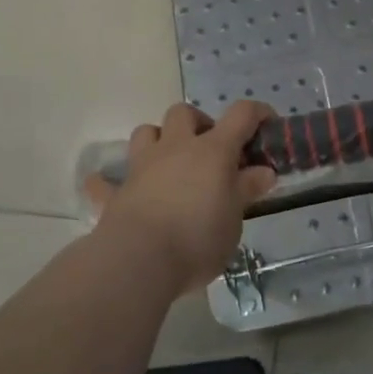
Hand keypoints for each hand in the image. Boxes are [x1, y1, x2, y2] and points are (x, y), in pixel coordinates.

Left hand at [86, 101, 276, 293]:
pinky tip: (112, 189)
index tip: (267, 123)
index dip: (256, 113)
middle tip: (211, 150)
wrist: (139, 260)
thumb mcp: (235, 218)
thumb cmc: (198, 237)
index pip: (240, 115)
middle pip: (184, 113)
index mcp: (212, 151)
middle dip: (198, 123)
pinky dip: (108, 182)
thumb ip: (246, 190)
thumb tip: (264, 171)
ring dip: (158, 140)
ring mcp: (142, 167)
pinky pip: (105, 182)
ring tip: (170, 163)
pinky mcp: (117, 193)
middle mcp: (176, 148)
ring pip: (146, 132)